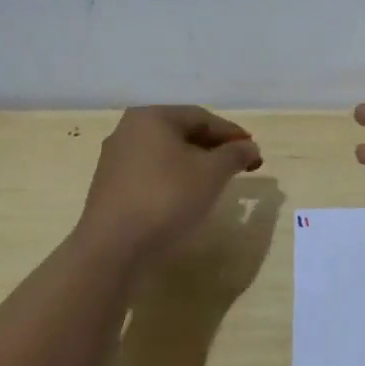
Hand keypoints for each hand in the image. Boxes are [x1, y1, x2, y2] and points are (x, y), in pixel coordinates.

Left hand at [76, 106, 262, 265]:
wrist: (113, 249)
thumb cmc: (167, 198)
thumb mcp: (213, 173)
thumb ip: (235, 154)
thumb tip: (249, 147)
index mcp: (152, 117)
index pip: (202, 117)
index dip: (232, 133)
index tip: (254, 151)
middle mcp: (129, 131)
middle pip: (182, 133)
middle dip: (214, 148)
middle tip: (239, 166)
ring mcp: (115, 160)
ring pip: (166, 155)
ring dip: (195, 165)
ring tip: (218, 182)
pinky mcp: (110, 188)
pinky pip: (152, 174)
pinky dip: (175, 179)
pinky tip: (188, 197)